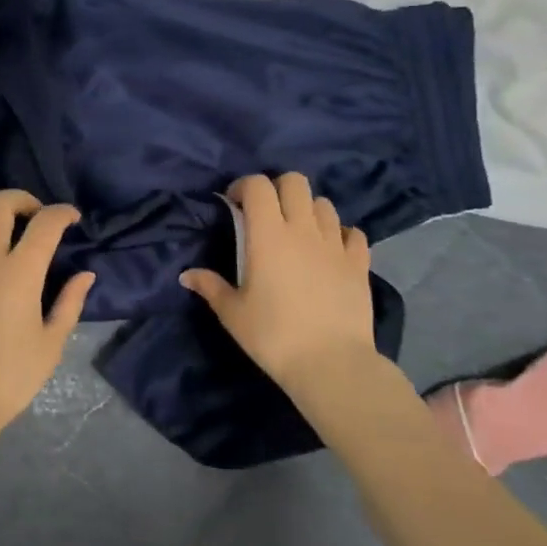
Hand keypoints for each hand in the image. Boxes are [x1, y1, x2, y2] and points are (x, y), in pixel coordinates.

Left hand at [0, 190, 94, 471]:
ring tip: (0, 218)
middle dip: (22, 198)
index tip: (71, 219)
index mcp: (20, 275)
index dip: (62, 213)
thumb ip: (70, 303)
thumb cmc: (10, 377)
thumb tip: (85, 274)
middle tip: (35, 215)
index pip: (45, 225)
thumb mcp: (52, 344)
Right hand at [180, 173, 400, 439]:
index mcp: (268, 235)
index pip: (258, 185)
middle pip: (295, 182)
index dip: (243, 186)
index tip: (234, 205)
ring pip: (324, 204)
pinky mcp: (359, 263)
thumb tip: (187, 275)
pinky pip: (352, 233)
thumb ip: (210, 287)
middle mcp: (303, 229)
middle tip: (266, 213)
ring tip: (298, 232)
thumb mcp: (233, 314)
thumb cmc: (273, 336)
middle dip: (277, 188)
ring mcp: (335, 244)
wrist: (331, 363)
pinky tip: (330, 251)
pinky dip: (340, 234)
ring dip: (308, 210)